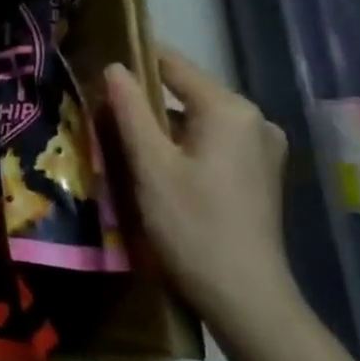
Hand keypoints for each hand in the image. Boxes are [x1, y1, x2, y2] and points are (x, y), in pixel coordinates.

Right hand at [104, 48, 296, 336]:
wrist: (246, 298)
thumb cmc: (193, 226)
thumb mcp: (151, 165)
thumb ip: (130, 110)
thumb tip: (114, 67)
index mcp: (230, 109)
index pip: (173, 65)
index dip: (134, 62)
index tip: (98, 71)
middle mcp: (254, 119)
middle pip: (187, 92)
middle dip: (145, 101)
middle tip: (103, 115)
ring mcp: (262, 148)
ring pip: (198, 120)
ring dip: (162, 127)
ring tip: (123, 143)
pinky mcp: (259, 173)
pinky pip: (213, 142)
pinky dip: (183, 146)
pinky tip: (158, 169)